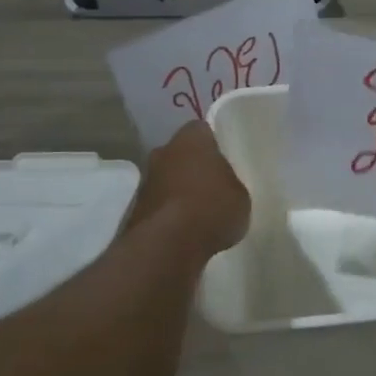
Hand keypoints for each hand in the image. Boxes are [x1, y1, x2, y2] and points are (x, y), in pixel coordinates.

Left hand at [125, 121, 250, 255]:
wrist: (168, 245)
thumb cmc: (212, 208)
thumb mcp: (240, 195)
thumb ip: (231, 183)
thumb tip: (224, 186)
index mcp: (191, 139)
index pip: (203, 130)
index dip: (214, 143)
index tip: (225, 158)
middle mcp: (163, 152)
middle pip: (181, 153)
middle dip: (194, 166)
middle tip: (214, 184)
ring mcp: (146, 180)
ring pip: (168, 178)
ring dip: (179, 190)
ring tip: (201, 211)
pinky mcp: (135, 209)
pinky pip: (160, 203)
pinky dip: (170, 212)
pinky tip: (186, 229)